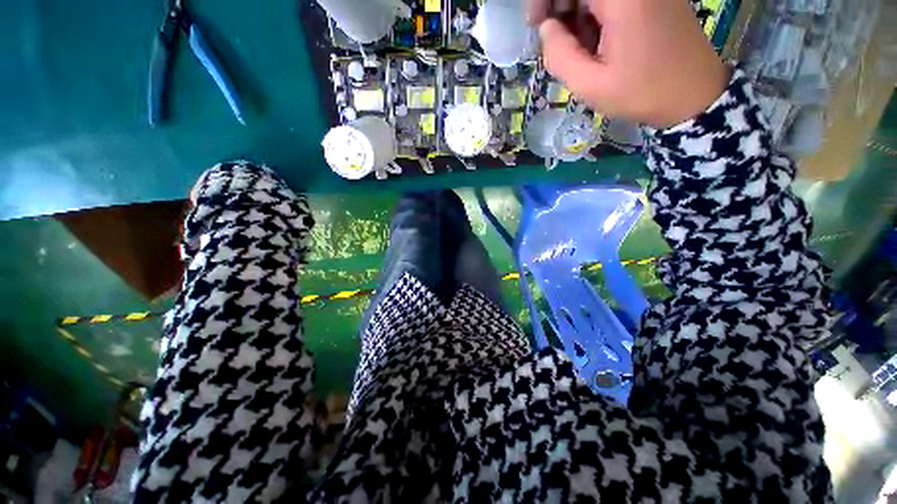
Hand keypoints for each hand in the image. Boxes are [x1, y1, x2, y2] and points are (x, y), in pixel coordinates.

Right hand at [528, 0, 729, 127]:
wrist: (694, 95)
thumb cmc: (641, 92)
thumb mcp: (590, 84)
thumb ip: (560, 55)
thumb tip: (546, 29)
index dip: (546, 0)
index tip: (535, 24)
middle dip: (561, 8)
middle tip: (554, 42)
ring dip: (578, 17)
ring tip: (580, 51)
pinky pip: (612, 2)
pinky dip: (596, 17)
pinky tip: (596, 43)